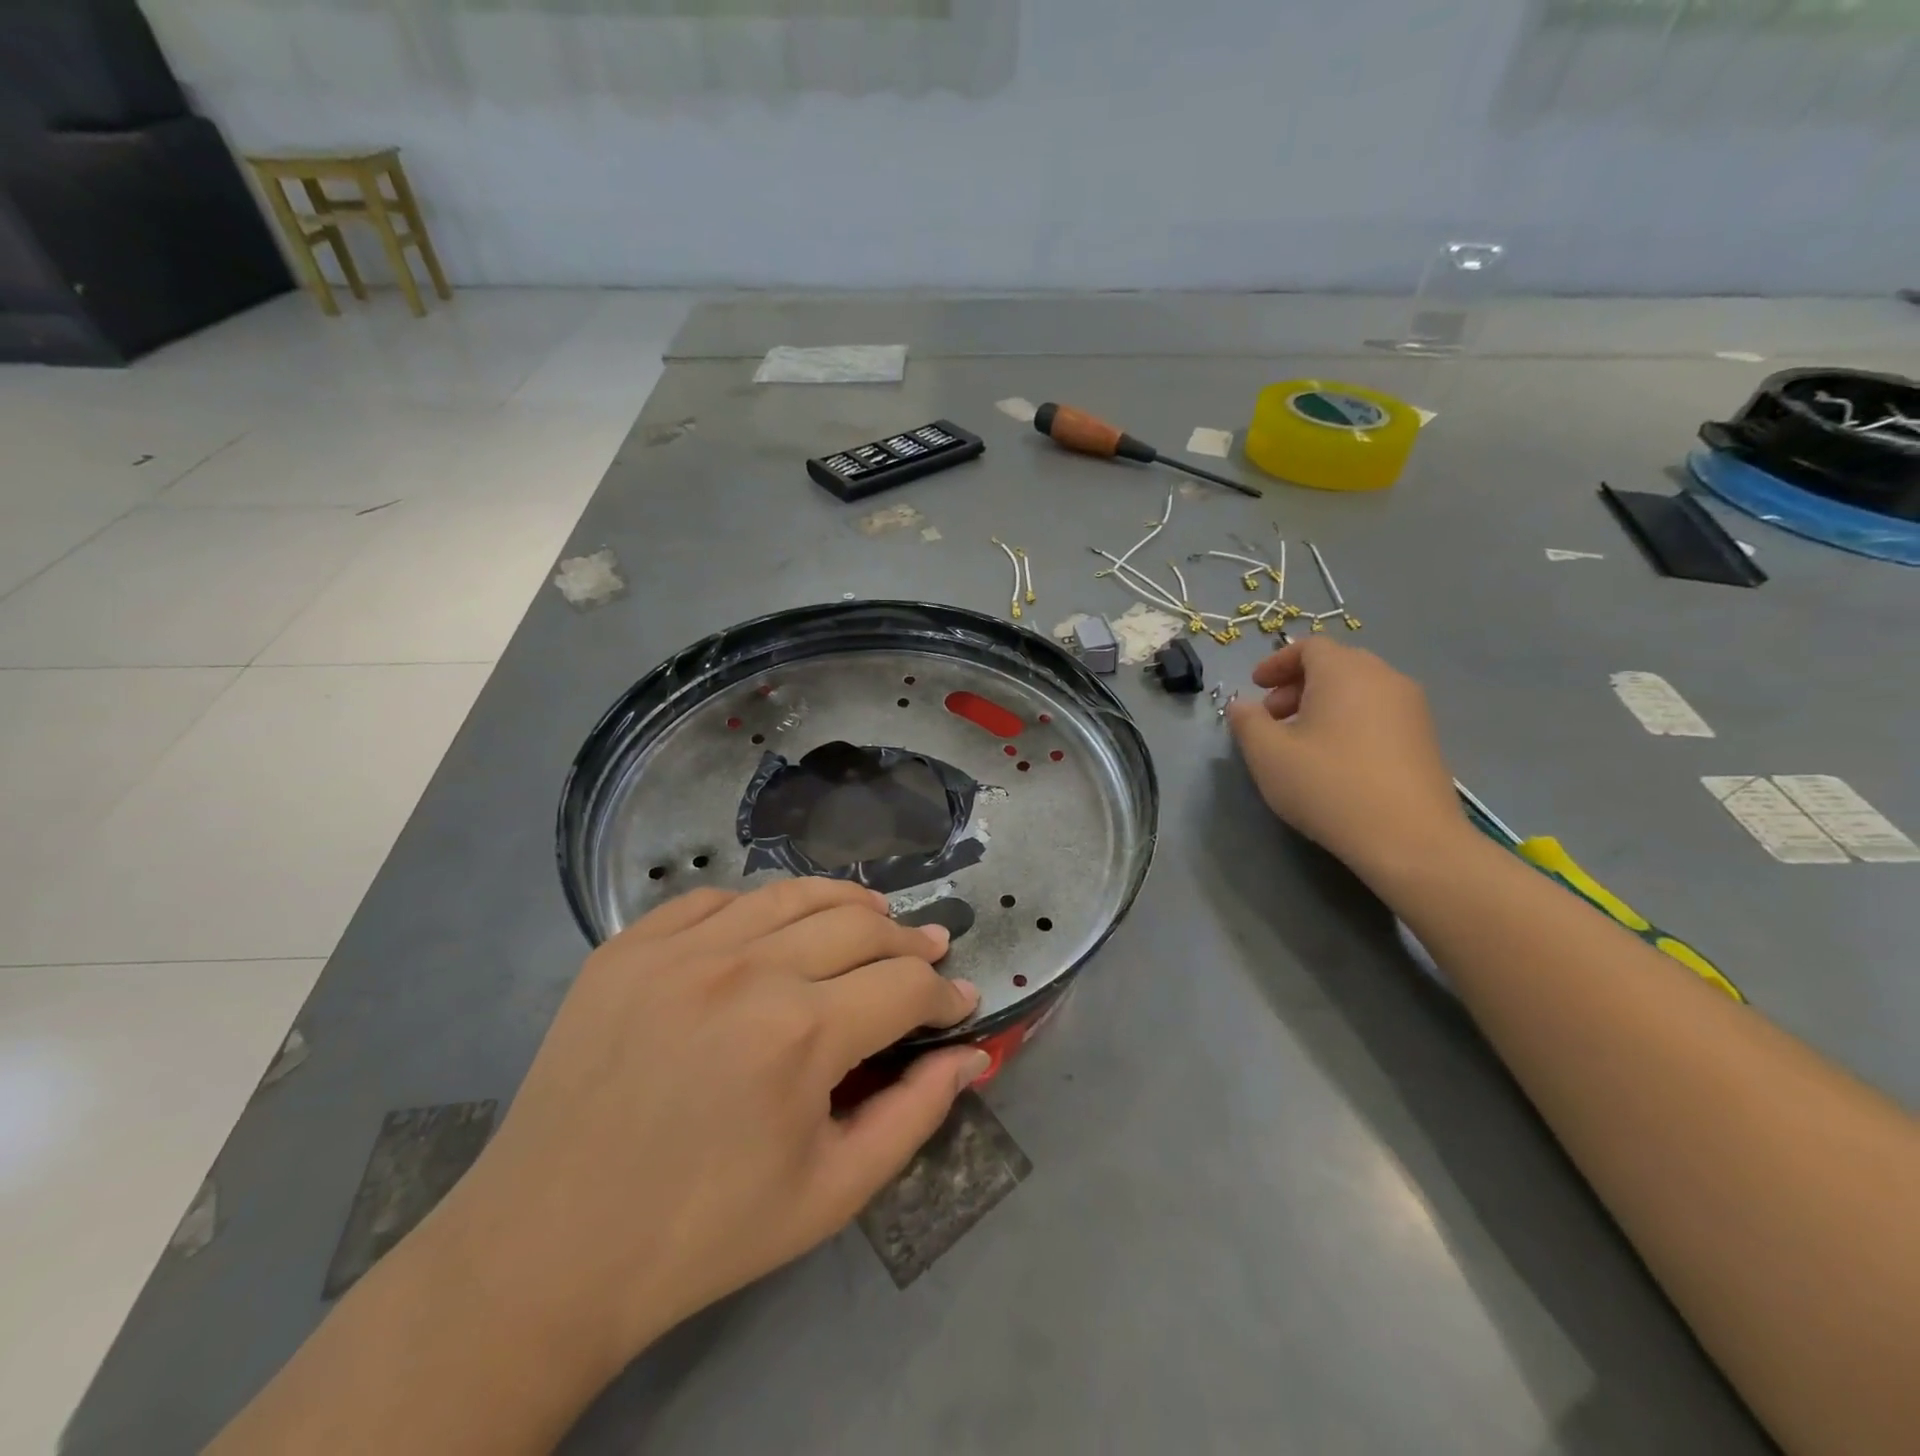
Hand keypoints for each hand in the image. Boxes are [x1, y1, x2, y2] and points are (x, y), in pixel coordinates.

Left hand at [433, 877, 986, 1379]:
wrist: (549, 1250)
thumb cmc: (704, 1231)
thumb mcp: (831, 1192)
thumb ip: (915, 1115)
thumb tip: (973, 1057)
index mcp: (801, 1033)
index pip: (906, 984)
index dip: (944, 993)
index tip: (958, 1004)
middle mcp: (748, 969)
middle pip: (859, 924)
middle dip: (908, 940)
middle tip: (928, 950)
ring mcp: (681, 948)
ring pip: (793, 894)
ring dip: (847, 903)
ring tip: (873, 915)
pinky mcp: (629, 946)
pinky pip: (715, 900)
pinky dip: (760, 907)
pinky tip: (773, 929)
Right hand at [1225, 638, 1469, 883]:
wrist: (1409, 838)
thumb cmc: (1329, 786)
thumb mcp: (1267, 754)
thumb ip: (1247, 722)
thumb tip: (1241, 705)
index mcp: (1344, 671)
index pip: (1308, 646)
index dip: (1276, 663)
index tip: (1255, 688)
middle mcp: (1384, 677)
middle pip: (1335, 664)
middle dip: (1298, 684)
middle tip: (1273, 716)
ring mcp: (1411, 707)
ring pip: (1359, 689)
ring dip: (1324, 704)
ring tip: (1301, 741)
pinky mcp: (1425, 737)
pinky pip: (1378, 712)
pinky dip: (1350, 720)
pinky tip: (1335, 759)